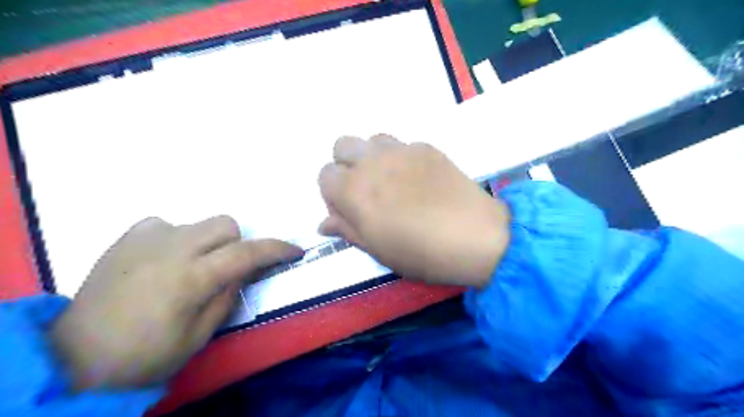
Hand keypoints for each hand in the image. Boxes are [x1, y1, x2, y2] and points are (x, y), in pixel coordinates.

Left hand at [49, 217, 301, 389]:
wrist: (75, 358)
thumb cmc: (145, 356)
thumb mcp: (199, 336)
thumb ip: (227, 296)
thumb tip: (242, 272)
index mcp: (191, 278)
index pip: (247, 253)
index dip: (277, 249)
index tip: (295, 251)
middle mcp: (172, 249)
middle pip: (226, 224)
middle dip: (237, 244)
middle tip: (227, 269)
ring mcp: (146, 239)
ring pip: (199, 223)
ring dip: (209, 242)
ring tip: (192, 267)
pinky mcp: (127, 238)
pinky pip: (167, 224)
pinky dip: (177, 238)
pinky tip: (165, 259)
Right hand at [316, 136, 509, 288]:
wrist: (475, 236)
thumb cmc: (421, 253)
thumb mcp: (377, 250)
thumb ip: (347, 230)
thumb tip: (324, 223)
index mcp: (354, 190)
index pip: (324, 175)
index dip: (333, 193)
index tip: (349, 210)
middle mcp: (372, 162)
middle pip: (342, 145)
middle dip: (346, 165)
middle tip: (366, 191)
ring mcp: (401, 150)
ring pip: (372, 140)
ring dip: (372, 157)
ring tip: (390, 182)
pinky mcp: (426, 148)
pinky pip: (402, 145)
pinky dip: (400, 159)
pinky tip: (418, 180)